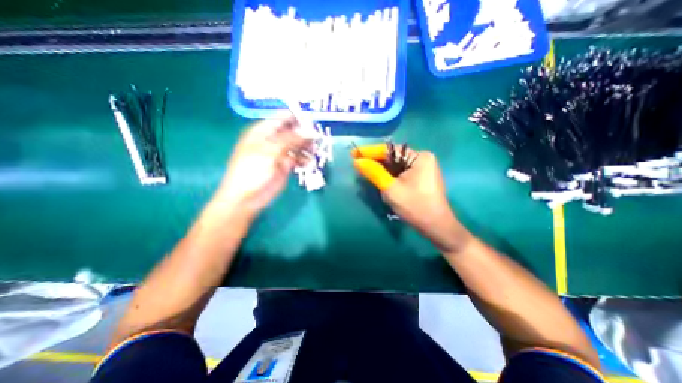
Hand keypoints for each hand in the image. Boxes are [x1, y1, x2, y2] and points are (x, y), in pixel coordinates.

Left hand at [214, 115, 312, 218]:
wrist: (247, 197)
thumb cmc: (252, 170)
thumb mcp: (270, 151)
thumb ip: (291, 139)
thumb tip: (311, 131)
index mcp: (263, 131)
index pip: (283, 119)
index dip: (298, 119)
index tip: (313, 122)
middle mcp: (273, 140)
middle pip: (292, 132)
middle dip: (305, 134)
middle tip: (318, 138)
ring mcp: (280, 153)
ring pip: (297, 145)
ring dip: (306, 147)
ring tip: (315, 151)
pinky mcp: (285, 166)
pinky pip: (298, 158)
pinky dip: (304, 159)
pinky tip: (309, 162)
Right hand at [355, 144, 471, 254]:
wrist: (436, 227)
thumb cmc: (415, 206)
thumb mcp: (391, 188)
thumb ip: (374, 172)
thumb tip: (358, 161)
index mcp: (419, 157)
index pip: (390, 150)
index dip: (370, 151)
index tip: (354, 153)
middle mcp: (422, 158)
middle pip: (393, 157)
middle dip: (375, 161)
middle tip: (357, 164)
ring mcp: (423, 168)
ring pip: (396, 165)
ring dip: (381, 169)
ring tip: (366, 171)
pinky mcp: (421, 177)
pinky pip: (401, 172)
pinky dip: (389, 175)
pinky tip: (380, 179)